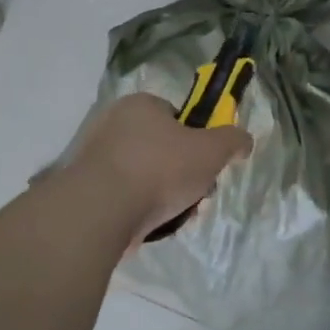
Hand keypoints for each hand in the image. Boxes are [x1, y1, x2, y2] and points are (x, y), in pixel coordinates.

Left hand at [69, 93, 253, 242]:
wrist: (102, 210)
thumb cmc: (160, 169)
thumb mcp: (212, 151)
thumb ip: (233, 141)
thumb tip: (244, 141)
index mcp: (140, 105)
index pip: (175, 116)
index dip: (196, 140)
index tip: (206, 164)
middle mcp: (112, 123)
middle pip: (161, 148)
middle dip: (182, 173)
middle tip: (195, 194)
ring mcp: (95, 156)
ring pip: (144, 175)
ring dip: (165, 195)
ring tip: (175, 215)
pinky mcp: (86, 188)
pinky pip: (125, 195)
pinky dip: (140, 209)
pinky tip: (151, 224)